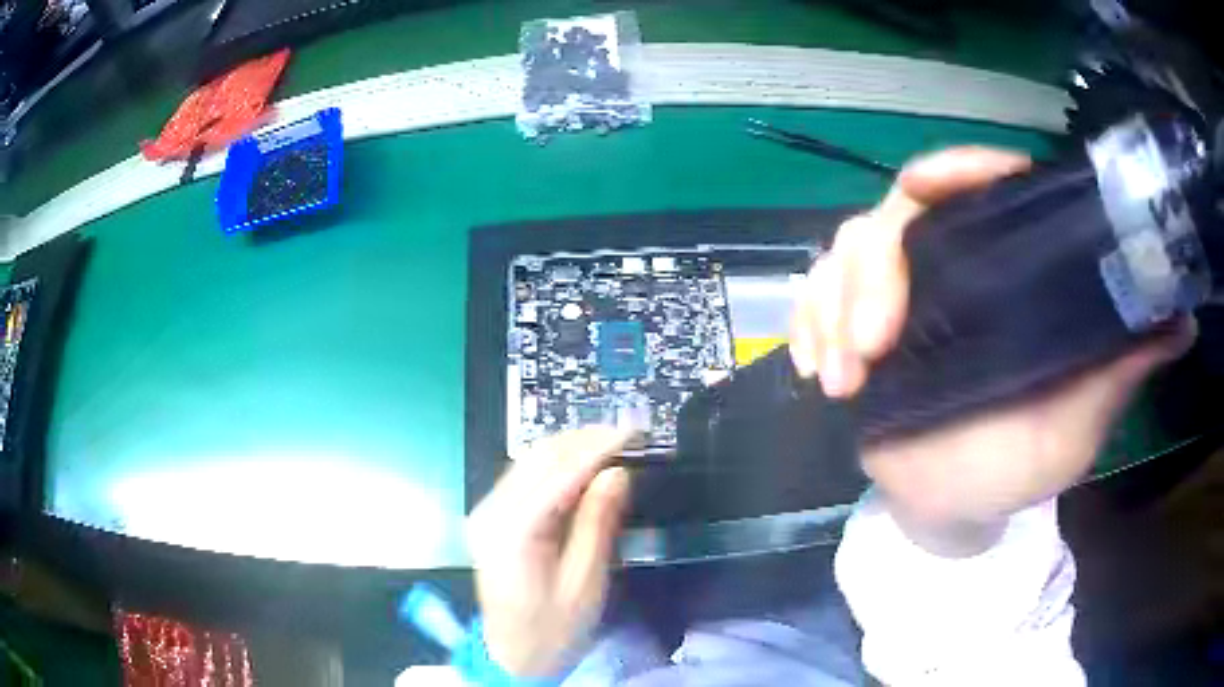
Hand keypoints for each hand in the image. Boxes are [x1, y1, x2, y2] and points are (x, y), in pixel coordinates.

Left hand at [467, 427, 633, 677]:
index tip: (634, 430)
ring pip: (530, 460)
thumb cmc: (553, 630)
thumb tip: (617, 473)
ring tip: (613, 443)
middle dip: (585, 438)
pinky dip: (557, 464)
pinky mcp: (491, 517)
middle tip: (628, 432)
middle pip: (539, 456)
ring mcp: (486, 512)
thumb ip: (598, 524)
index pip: (558, 472)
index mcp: (512, 531)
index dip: (598, 446)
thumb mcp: (585, 584)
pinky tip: (583, 465)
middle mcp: (490, 512)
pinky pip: (525, 476)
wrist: (512, 656)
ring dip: (572, 447)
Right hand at [791, 147, 1195, 555]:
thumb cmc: (1018, 465)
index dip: (955, 170)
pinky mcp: (854, 328)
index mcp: (1009, 272)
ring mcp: (898, 296)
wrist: (951, 505)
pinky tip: (809, 365)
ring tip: (841, 381)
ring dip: (831, 308)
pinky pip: (812, 298)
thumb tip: (1181, 321)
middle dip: (872, 272)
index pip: (982, 187)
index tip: (922, 184)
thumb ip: (1119, 369)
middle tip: (873, 350)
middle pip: (896, 215)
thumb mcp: (1077, 420)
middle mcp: (954, 266)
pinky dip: (803, 320)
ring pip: (845, 252)